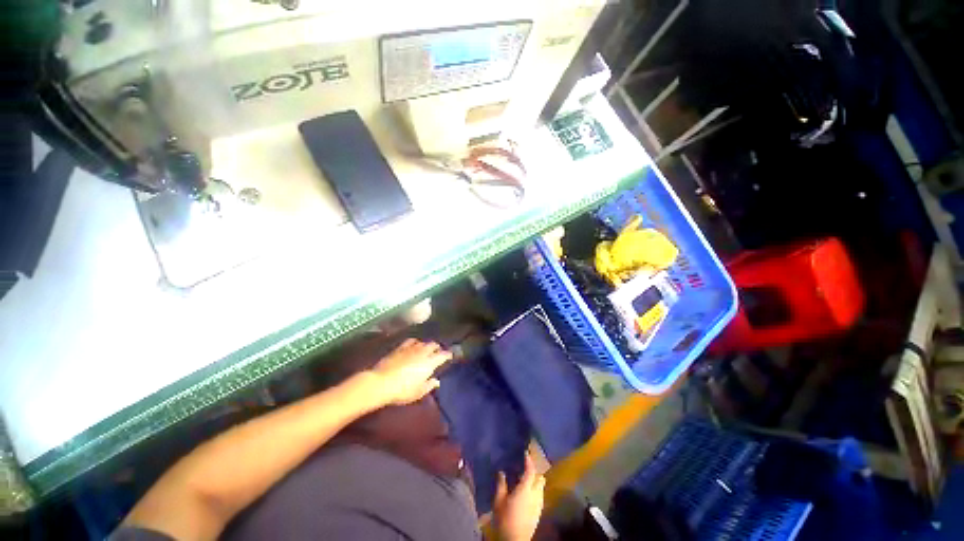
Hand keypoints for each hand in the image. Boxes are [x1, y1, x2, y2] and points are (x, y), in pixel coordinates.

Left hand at [369, 339, 451, 405]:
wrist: (381, 382)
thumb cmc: (402, 391)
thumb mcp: (418, 392)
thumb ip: (429, 385)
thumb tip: (436, 381)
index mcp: (429, 363)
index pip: (443, 355)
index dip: (447, 355)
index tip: (450, 356)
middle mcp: (422, 352)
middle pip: (433, 345)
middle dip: (437, 348)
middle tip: (438, 352)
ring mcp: (411, 348)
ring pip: (423, 342)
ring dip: (427, 345)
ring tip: (427, 348)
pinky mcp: (400, 347)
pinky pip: (412, 341)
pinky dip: (416, 342)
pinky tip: (414, 345)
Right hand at [493, 453, 544, 540]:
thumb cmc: (505, 519)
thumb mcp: (498, 501)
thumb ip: (501, 485)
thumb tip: (501, 472)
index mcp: (525, 489)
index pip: (531, 471)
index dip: (529, 461)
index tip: (525, 453)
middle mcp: (535, 495)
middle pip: (540, 478)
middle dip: (535, 472)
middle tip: (525, 468)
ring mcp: (539, 505)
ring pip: (541, 488)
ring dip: (535, 481)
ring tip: (525, 481)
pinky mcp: (538, 513)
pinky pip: (540, 496)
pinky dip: (535, 491)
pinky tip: (526, 494)